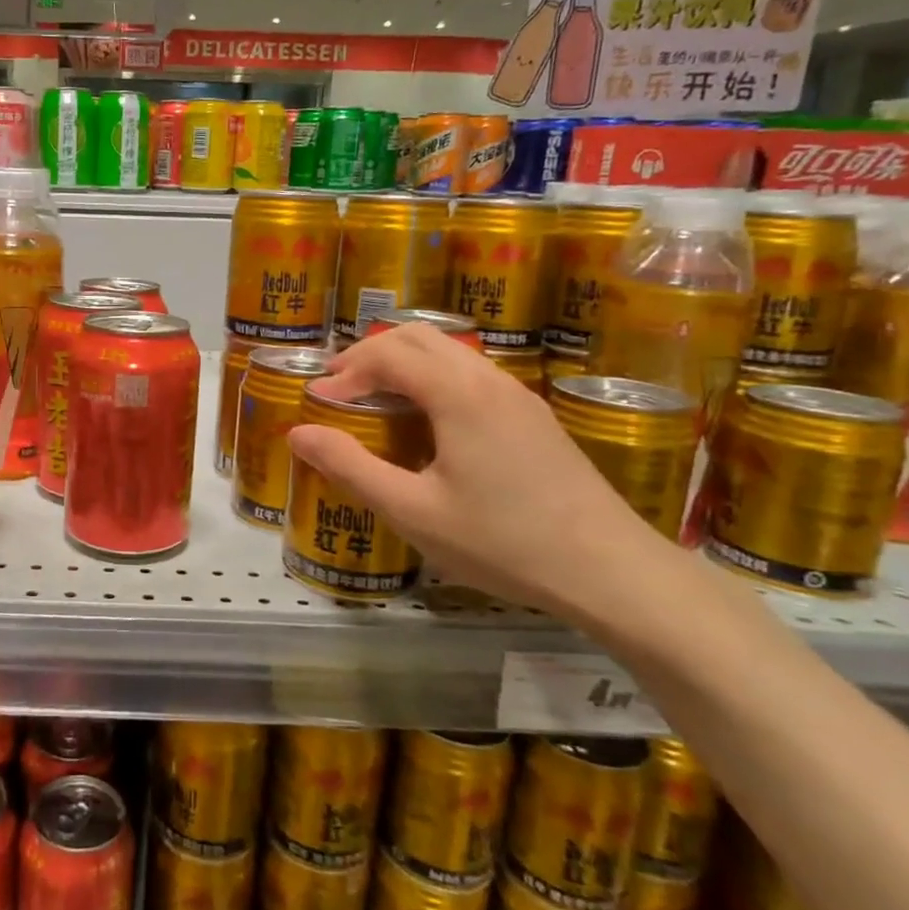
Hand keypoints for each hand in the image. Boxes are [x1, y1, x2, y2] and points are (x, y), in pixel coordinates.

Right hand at [286, 325, 673, 627]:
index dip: (345, 371)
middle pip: (418, 337)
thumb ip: (350, 467)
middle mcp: (488, 380)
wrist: (611, 571)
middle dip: (369, 355)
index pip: (387, 354)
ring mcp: (518, 395)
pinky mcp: (534, 416)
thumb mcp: (412, 511)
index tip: (316, 402)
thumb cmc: (502, 541)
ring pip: (449, 352)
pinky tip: (427, 423)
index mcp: (458, 394)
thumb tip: (297, 433)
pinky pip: (471, 374)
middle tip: (339, 390)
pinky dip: (432, 379)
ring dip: (403, 364)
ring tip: (375, 402)